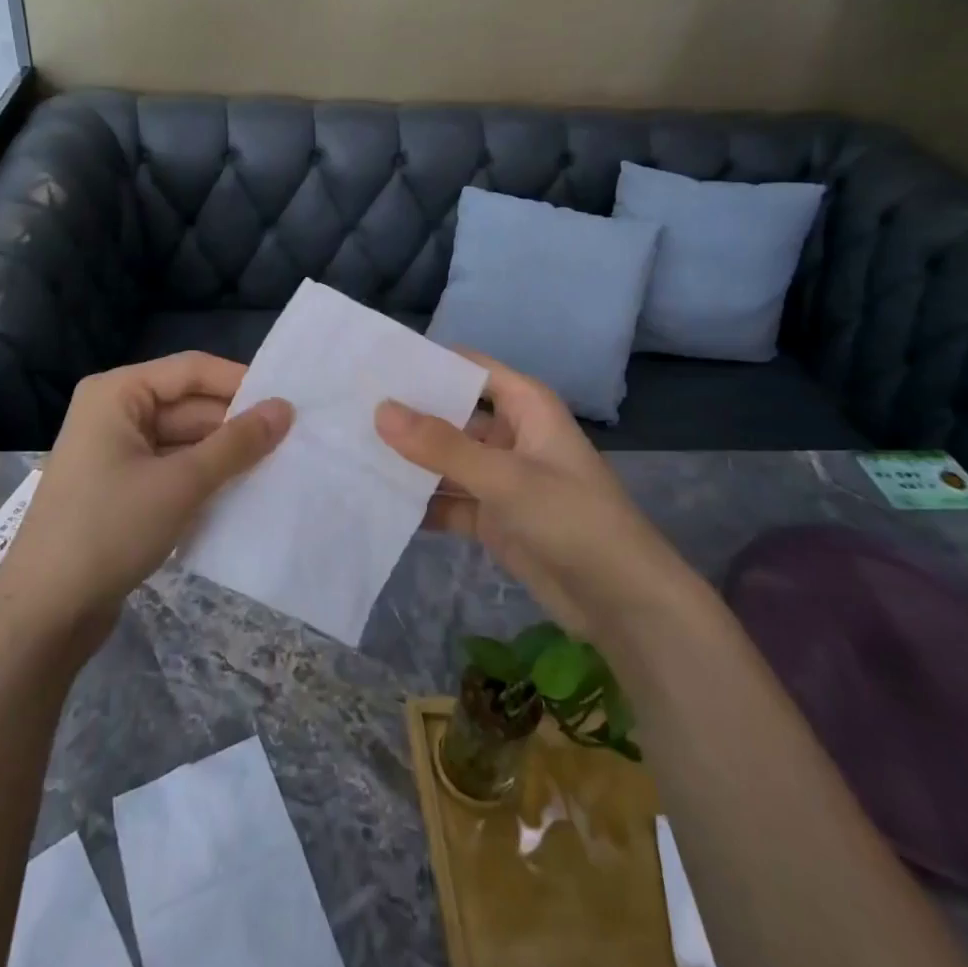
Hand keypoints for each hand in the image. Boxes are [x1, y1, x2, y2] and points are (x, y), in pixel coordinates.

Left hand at [0, 353, 291, 646]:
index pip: (191, 370)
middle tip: (292, 439)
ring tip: (277, 465)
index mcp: (117, 393)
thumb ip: (237, 444)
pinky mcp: (121, 488)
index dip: (240, 382)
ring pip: (184, 439)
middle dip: (235, 423)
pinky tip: (241, 491)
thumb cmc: (108, 530)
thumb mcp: (181, 483)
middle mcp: (114, 412)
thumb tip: (286, 408)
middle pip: (188, 404)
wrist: (44, 613)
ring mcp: (116, 452)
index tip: (288, 403)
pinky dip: (203, 476)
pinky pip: (172, 467)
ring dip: (223, 454)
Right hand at [374, 354, 689, 643]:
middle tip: (347, 410)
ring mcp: (500, 477)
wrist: (621, 602)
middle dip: (407, 415)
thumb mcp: (505, 477)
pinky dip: (420, 501)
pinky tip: (375, 500)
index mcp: (525, 405)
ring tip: (348, 451)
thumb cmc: (572, 519)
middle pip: (451, 414)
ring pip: (445, 459)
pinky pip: (448, 499)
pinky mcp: (492, 516)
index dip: (426, 364)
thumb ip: (442, 446)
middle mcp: (510, 434)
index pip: (468, 368)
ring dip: (408, 461)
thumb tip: (381, 409)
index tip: (372, 365)